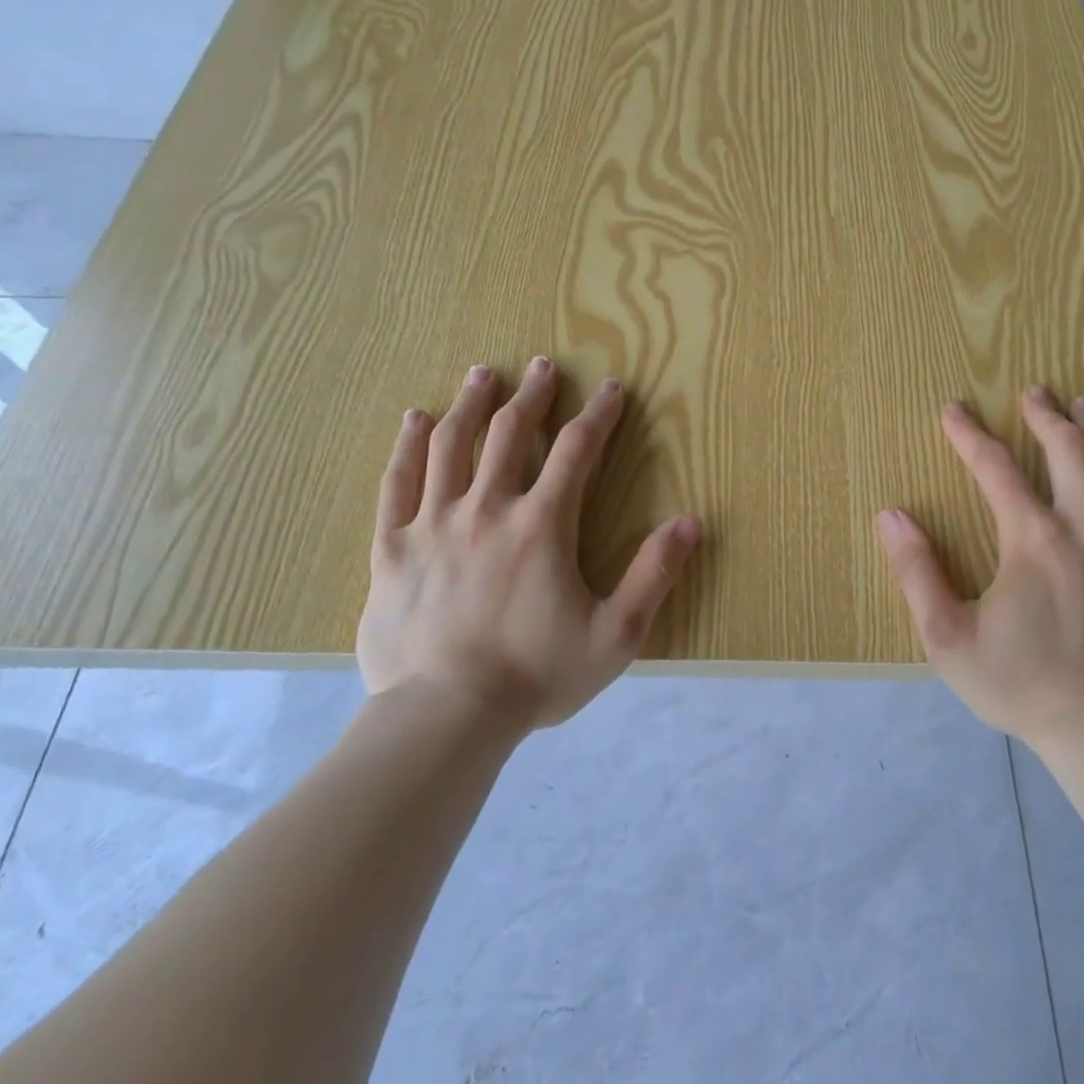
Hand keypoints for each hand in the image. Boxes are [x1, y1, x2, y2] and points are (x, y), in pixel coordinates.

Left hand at [355, 357, 700, 728]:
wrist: (445, 718)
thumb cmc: (536, 676)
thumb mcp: (616, 635)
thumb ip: (654, 575)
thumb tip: (691, 522)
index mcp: (541, 526)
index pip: (577, 451)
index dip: (599, 415)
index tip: (611, 389)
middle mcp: (486, 510)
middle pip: (510, 434)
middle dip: (532, 395)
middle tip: (543, 365)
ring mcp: (432, 525)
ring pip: (451, 446)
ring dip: (472, 404)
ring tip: (483, 374)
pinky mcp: (392, 549)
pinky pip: (398, 484)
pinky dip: (409, 447)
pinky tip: (417, 420)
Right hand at [875, 390, 1083, 750]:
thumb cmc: (1019, 684)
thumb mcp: (947, 637)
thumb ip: (917, 572)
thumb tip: (891, 516)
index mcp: (1032, 541)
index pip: (996, 469)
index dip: (970, 435)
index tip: (954, 410)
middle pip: (1070, 452)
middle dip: (1047, 415)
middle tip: (1035, 392)